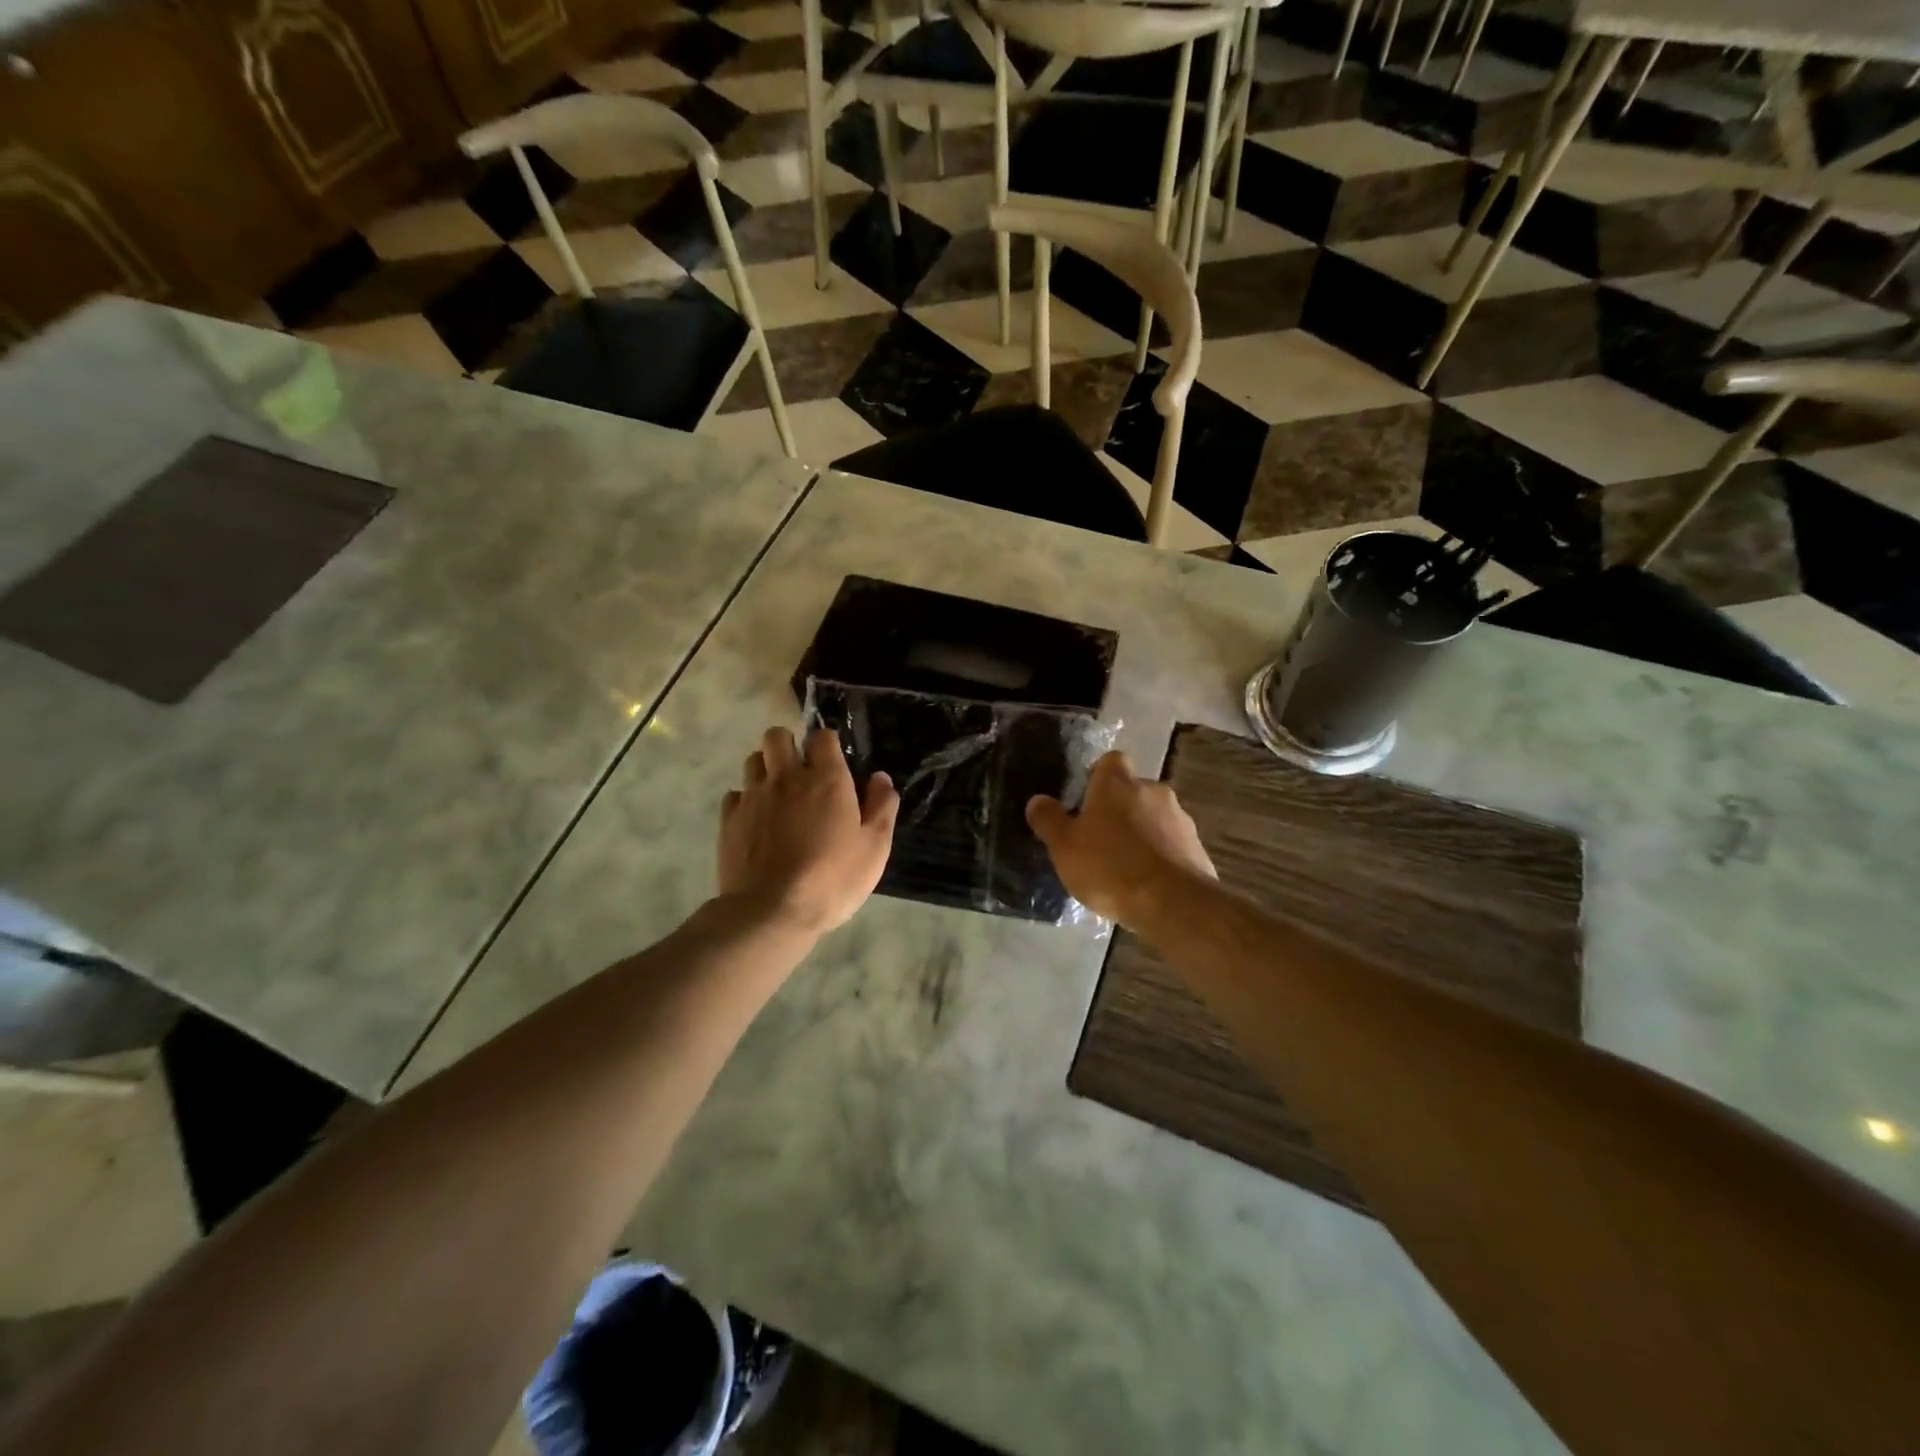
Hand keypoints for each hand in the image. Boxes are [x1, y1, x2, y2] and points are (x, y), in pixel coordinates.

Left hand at [720, 727, 899, 935]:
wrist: (771, 911)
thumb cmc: (832, 879)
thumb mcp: (874, 848)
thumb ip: (881, 807)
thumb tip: (880, 778)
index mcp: (826, 779)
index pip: (822, 737)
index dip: (827, 743)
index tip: (834, 761)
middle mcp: (786, 777)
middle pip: (777, 736)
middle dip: (788, 744)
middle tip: (800, 771)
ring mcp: (754, 796)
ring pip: (753, 760)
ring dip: (766, 768)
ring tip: (778, 793)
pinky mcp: (729, 819)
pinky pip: (735, 794)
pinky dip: (746, 799)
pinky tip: (757, 820)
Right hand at [1026, 751, 1215, 925]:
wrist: (1174, 904)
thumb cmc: (1109, 867)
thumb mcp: (1064, 847)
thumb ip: (1049, 820)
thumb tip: (1037, 800)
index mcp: (1117, 783)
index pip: (1110, 761)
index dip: (1098, 776)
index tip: (1085, 799)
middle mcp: (1152, 790)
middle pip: (1132, 790)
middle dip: (1118, 808)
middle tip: (1098, 838)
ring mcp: (1179, 817)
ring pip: (1153, 816)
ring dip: (1141, 832)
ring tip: (1123, 865)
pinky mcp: (1196, 846)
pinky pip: (1170, 843)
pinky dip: (1159, 855)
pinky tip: (1146, 881)